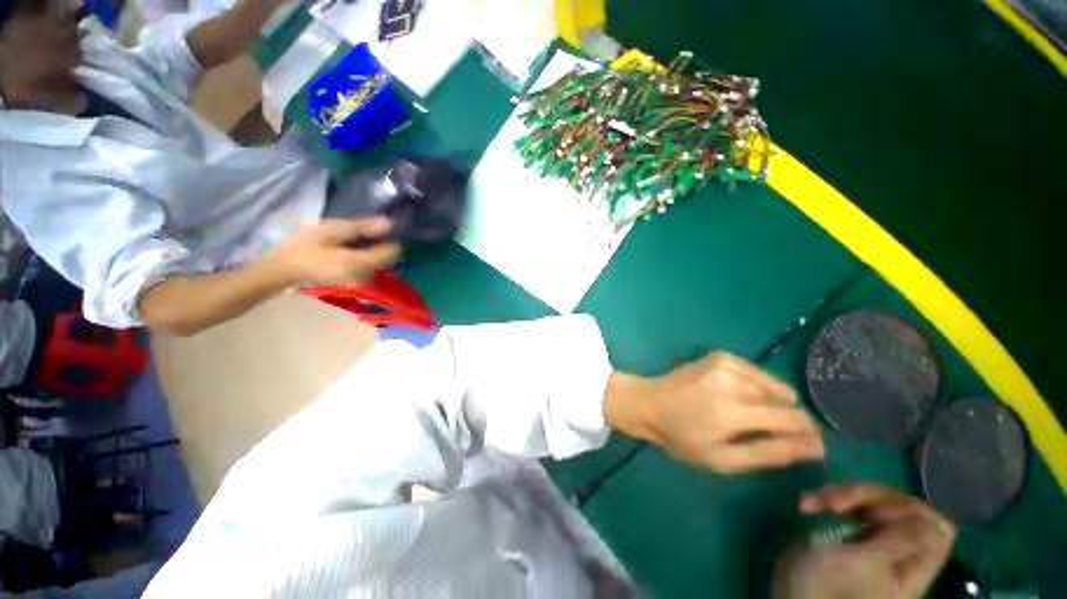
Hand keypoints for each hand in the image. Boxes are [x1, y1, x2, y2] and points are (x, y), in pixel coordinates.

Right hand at [269, 218, 400, 285]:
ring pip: (376, 261)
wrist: (282, 270)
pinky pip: (366, 266)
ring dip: (369, 249)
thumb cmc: (303, 247)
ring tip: (349, 238)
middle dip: (377, 242)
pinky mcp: (352, 282)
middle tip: (358, 230)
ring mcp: (360, 281)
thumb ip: (361, 227)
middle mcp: (366, 275)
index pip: (392, 251)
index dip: (390, 237)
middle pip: (385, 256)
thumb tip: (389, 223)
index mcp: (362, 263)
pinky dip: (362, 256)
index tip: (380, 227)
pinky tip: (346, 249)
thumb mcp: (331, 231)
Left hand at [604, 352, 824, 472]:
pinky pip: (757, 373)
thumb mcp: (723, 459)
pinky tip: (742, 399)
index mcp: (731, 410)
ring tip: (753, 418)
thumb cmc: (681, 437)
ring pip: (774, 385)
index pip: (792, 418)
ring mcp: (725, 363)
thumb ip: (768, 453)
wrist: (649, 402)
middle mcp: (731, 380)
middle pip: (786, 400)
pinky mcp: (720, 355)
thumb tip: (814, 447)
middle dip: (791, 420)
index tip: (812, 448)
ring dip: (775, 403)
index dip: (809, 434)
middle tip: (773, 435)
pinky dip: (759, 387)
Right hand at [774, 483, 956, 598]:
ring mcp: (874, 541)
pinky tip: (808, 505)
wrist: (790, 596)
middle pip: (900, 507)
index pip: (936, 527)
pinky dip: (829, 499)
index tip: (873, 513)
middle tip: (832, 503)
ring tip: (810, 503)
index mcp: (911, 565)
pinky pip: (851, 506)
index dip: (908, 510)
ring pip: (873, 502)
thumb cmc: (824, 586)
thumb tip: (935, 522)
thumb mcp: (860, 563)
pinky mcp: (852, 534)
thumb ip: (899, 543)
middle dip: (864, 496)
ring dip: (840, 495)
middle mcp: (898, 550)